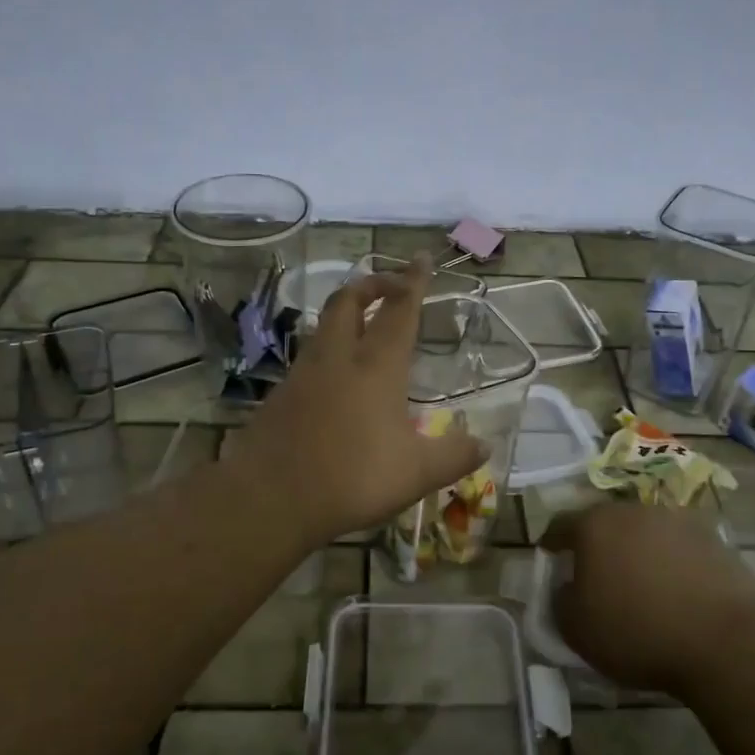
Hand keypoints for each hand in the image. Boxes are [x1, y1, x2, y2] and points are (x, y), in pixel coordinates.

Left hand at [228, 255, 487, 546]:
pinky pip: (310, 357)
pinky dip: (329, 351)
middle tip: (391, 286)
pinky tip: (337, 379)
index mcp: (376, 366)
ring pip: (325, 325)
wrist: (270, 497)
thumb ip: (454, 456)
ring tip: (365, 326)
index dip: (413, 281)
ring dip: (347, 314)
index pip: (399, 310)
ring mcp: (304, 374)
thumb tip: (484, 445)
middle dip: (372, 284)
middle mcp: (338, 358)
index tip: (421, 258)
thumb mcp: (416, 473)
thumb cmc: (352, 477)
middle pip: (349, 300)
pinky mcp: (282, 394)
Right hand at [540, 501, 754, 696]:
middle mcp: (633, 510)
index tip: (550, 560)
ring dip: (637, 552)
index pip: (560, 525)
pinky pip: (679, 548)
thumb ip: (559, 602)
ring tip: (640, 586)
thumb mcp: (577, 630)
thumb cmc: (637, 632)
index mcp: (594, 525)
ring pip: (644, 532)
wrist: (724, 642)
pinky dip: (672, 563)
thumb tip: (566, 588)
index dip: (551, 543)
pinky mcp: (712, 539)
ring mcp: (676, 521)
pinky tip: (677, 593)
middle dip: (598, 545)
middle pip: (605, 523)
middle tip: (596, 576)